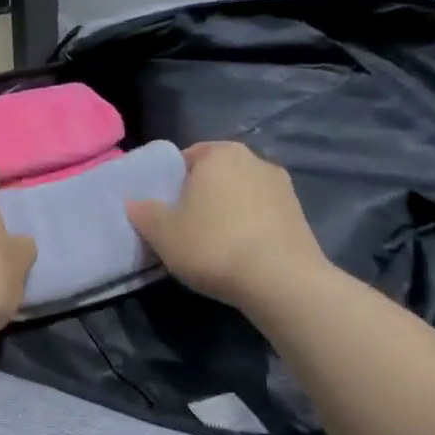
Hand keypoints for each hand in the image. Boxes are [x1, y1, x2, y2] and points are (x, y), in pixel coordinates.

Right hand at [127, 142, 331, 315]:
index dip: (170, 184)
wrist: (282, 281)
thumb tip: (134, 203)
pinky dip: (248, 227)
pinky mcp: (300, 214)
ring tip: (212, 243)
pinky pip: (261, 214)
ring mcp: (282, 186)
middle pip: (215, 175)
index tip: (163, 210)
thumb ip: (144, 212)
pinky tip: (238, 253)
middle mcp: (254, 159)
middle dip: (199, 195)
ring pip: (240, 194)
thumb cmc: (213, 245)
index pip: (185, 159)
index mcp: (219, 153)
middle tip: (183, 226)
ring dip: (226, 212)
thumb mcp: (162, 232)